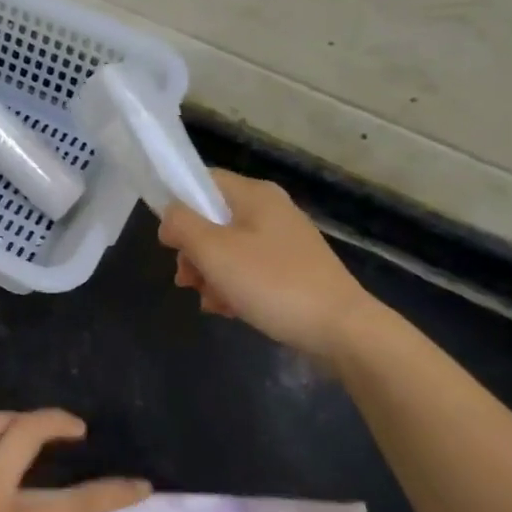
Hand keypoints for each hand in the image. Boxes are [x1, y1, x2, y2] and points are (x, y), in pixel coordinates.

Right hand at [157, 169, 380, 361]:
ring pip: (228, 249)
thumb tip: (170, 217)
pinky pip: (249, 270)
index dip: (178, 207)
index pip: (202, 181)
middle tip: (187, 280)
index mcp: (254, 194)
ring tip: (211, 302)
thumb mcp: (214, 251)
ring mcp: (284, 241)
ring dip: (210, 274)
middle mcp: (270, 210)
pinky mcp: (293, 270)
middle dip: (192, 251)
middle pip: (212, 220)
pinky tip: (229, 311)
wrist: (342, 330)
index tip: (169, 241)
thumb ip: (182, 225)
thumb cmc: (272, 282)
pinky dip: (234, 287)